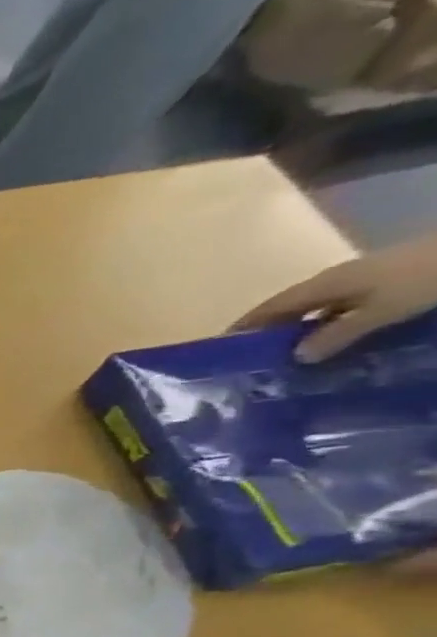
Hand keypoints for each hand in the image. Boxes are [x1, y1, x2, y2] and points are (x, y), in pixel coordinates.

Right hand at [232, 231, 436, 362]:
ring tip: (289, 354)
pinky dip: (326, 325)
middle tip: (253, 358)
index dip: (244, 325)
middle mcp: (333, 281)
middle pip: (290, 307)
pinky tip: (330, 340)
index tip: (220, 347)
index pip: (270, 307)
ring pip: (316, 309)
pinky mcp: (380, 285)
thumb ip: (337, 333)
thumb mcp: (380, 310)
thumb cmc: (421, 278)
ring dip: (300, 329)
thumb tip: (296, 357)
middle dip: (269, 330)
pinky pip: (339, 309)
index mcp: (322, 285)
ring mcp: (358, 281)